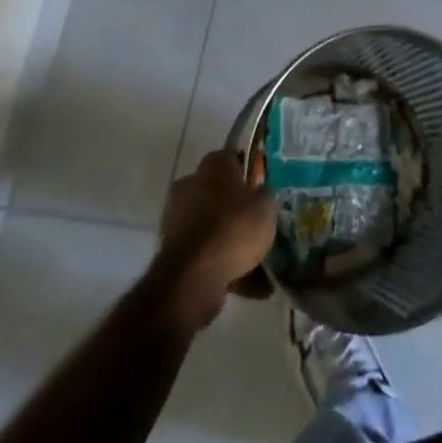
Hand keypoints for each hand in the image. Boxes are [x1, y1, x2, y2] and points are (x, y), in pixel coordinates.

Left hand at [148, 149, 277, 329]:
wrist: (192, 279)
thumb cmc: (233, 228)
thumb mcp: (266, 205)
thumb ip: (267, 194)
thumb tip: (263, 192)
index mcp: (214, 165)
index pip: (236, 156)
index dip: (253, 170)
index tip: (267, 186)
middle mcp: (192, 184)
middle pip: (223, 191)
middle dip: (241, 206)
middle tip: (263, 221)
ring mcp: (179, 219)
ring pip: (215, 224)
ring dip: (233, 239)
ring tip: (262, 259)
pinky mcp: (174, 251)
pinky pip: (207, 252)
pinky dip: (226, 264)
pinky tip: (253, 285)